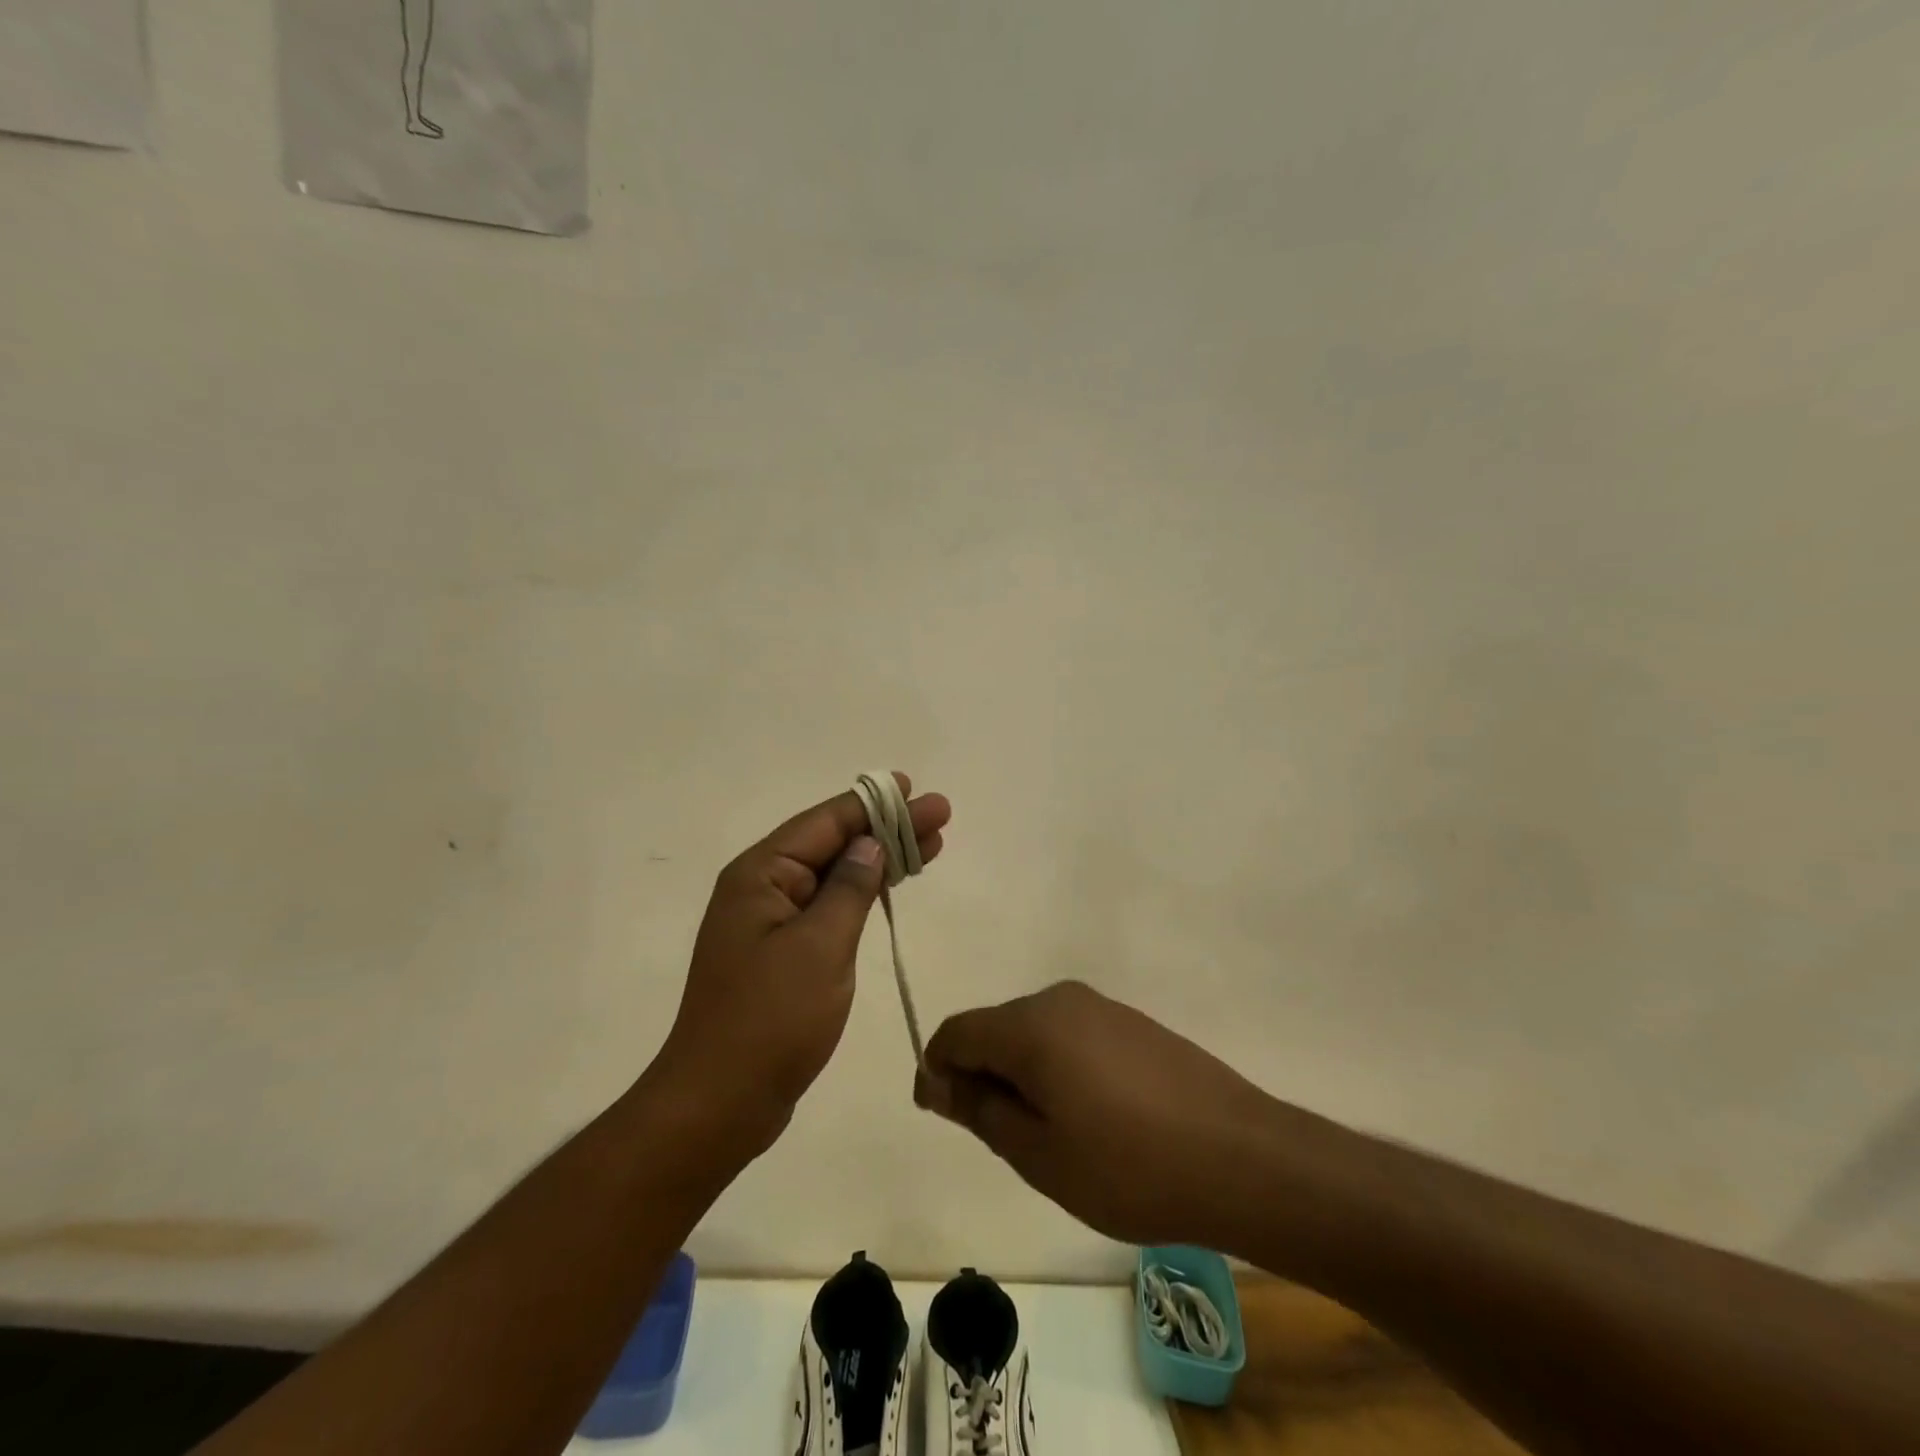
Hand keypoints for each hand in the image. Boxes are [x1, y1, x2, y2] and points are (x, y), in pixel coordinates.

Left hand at [653, 773, 949, 1153]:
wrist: (720, 1103)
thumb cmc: (770, 1019)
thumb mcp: (820, 946)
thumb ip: (849, 888)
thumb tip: (870, 843)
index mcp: (761, 875)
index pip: (826, 823)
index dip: (875, 804)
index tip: (916, 789)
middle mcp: (762, 888)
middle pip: (833, 843)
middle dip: (887, 828)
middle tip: (940, 816)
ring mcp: (771, 922)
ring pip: (835, 875)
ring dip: (881, 859)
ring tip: (931, 845)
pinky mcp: (782, 953)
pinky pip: (829, 907)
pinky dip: (864, 894)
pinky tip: (891, 887)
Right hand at [914, 981, 1290, 1245]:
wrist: (1240, 1156)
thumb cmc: (1127, 1165)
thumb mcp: (1038, 1152)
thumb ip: (980, 1109)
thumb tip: (937, 1080)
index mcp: (1030, 1024)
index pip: (957, 1031)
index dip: (939, 1070)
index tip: (945, 1114)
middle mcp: (1060, 999)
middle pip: (995, 1028)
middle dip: (983, 1074)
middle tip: (1005, 1141)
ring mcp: (1101, 1006)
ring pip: (1034, 1033)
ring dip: (1023, 1075)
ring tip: (1052, 1136)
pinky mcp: (1131, 1022)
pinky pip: (1071, 1036)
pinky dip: (1059, 1069)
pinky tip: (1091, 1117)